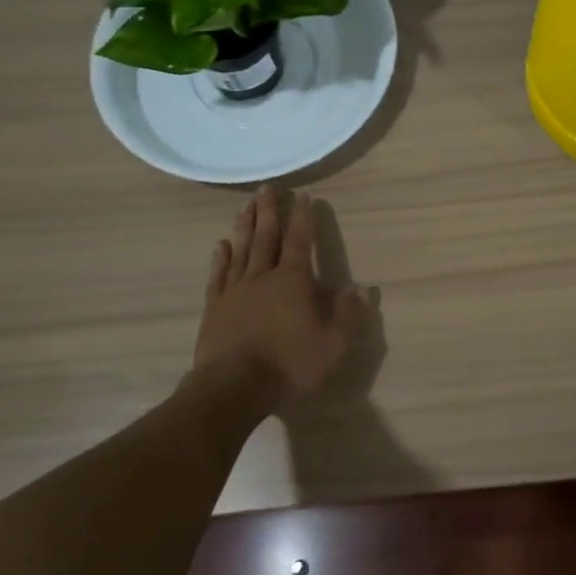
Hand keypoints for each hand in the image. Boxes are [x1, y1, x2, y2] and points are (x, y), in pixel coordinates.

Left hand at [195, 187, 366, 407]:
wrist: (233, 386)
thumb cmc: (288, 364)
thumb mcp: (332, 344)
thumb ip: (347, 314)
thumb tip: (360, 288)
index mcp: (293, 281)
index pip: (301, 241)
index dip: (303, 217)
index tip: (303, 195)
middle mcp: (263, 276)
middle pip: (267, 237)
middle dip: (269, 211)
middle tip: (266, 187)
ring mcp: (235, 290)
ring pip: (242, 249)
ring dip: (245, 226)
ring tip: (245, 205)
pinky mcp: (215, 307)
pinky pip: (219, 275)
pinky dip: (221, 257)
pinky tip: (221, 245)